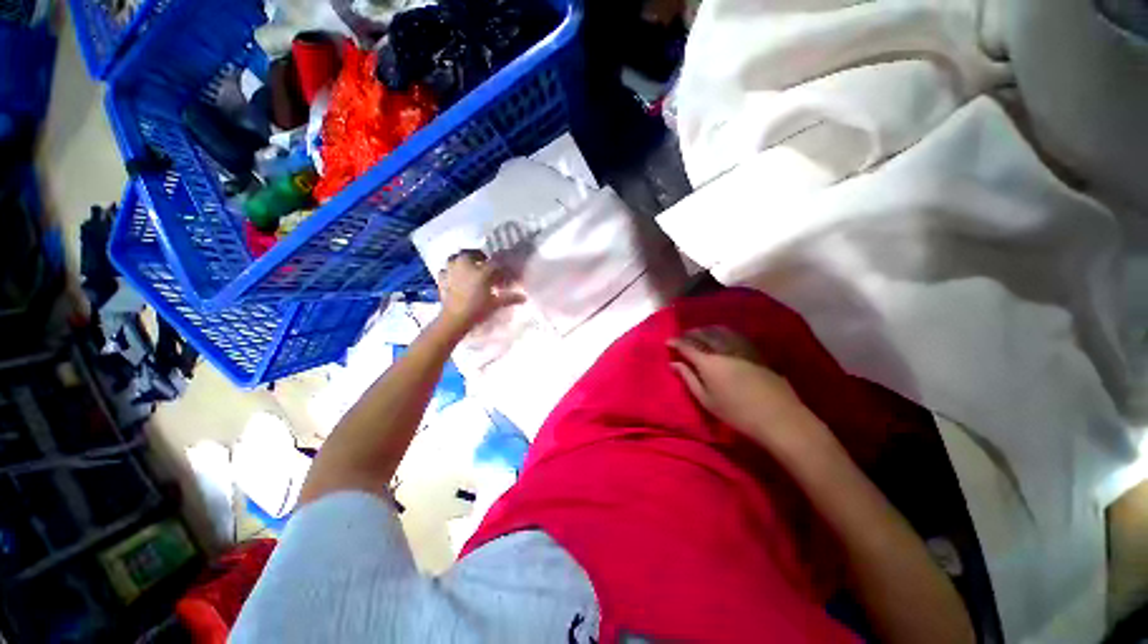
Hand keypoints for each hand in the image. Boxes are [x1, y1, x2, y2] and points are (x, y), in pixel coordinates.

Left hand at [438, 250, 524, 334]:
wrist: (455, 319)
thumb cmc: (478, 309)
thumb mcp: (496, 304)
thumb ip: (510, 298)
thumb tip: (524, 297)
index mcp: (481, 270)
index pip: (494, 262)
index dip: (499, 266)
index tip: (502, 271)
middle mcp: (465, 264)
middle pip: (473, 253)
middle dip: (479, 257)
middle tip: (485, 265)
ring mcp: (451, 269)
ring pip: (456, 257)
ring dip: (462, 260)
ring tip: (468, 268)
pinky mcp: (441, 278)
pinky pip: (446, 269)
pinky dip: (450, 271)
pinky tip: (454, 278)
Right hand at [668, 326, 828, 455]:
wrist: (779, 417)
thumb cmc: (737, 413)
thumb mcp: (706, 400)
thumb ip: (689, 379)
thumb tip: (674, 364)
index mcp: (709, 362)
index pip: (687, 346)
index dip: (676, 342)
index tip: (668, 342)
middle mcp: (724, 350)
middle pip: (704, 334)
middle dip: (691, 333)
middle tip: (683, 336)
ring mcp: (742, 349)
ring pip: (721, 331)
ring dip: (707, 329)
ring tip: (700, 332)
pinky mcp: (756, 353)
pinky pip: (736, 335)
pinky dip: (724, 332)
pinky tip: (724, 336)